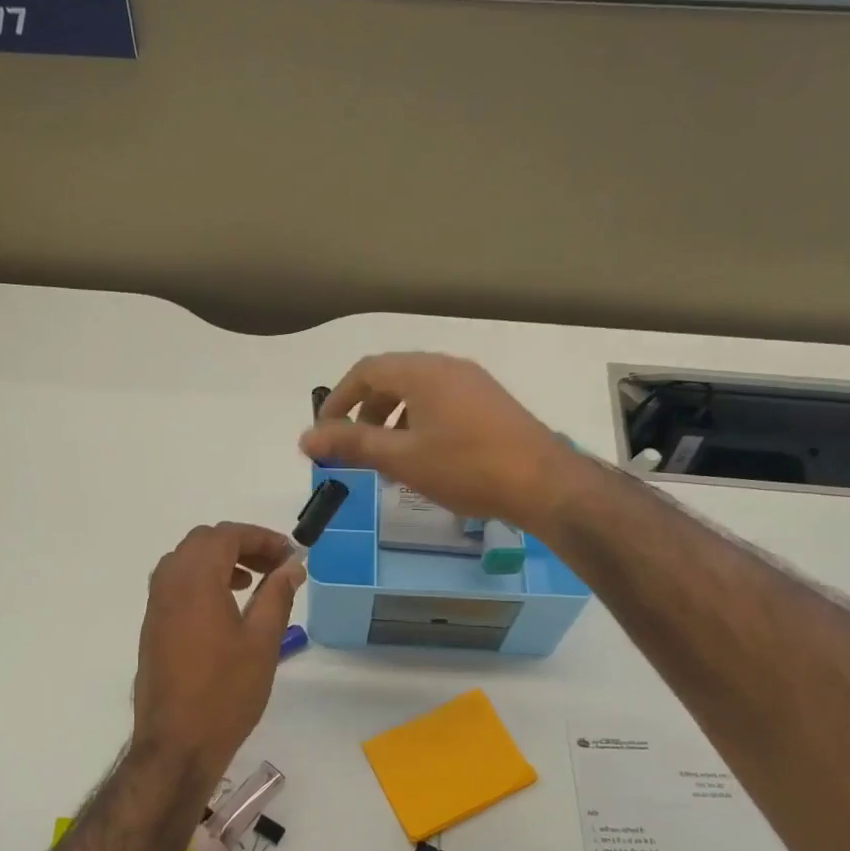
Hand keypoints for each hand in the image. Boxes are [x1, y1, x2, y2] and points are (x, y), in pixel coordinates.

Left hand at [132, 522, 304, 783]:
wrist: (177, 743)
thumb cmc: (226, 692)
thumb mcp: (262, 641)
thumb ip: (277, 595)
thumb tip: (292, 566)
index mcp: (195, 580)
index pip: (227, 535)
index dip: (261, 538)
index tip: (290, 555)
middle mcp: (169, 583)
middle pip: (204, 542)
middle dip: (241, 545)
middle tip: (275, 566)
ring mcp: (156, 605)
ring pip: (187, 560)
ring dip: (221, 560)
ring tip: (253, 583)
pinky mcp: (152, 626)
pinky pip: (176, 583)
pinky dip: (203, 579)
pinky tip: (227, 607)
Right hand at [300, 353, 578, 531]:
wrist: (543, 483)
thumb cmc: (465, 467)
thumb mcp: (401, 458)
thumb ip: (352, 444)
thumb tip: (306, 438)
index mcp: (422, 372)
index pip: (366, 371)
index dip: (337, 400)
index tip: (324, 433)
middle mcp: (447, 367)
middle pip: (392, 379)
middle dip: (365, 412)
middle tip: (354, 448)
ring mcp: (473, 383)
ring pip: (418, 392)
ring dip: (392, 420)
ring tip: (387, 458)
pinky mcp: (490, 403)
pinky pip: (441, 403)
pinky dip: (419, 423)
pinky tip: (424, 458)